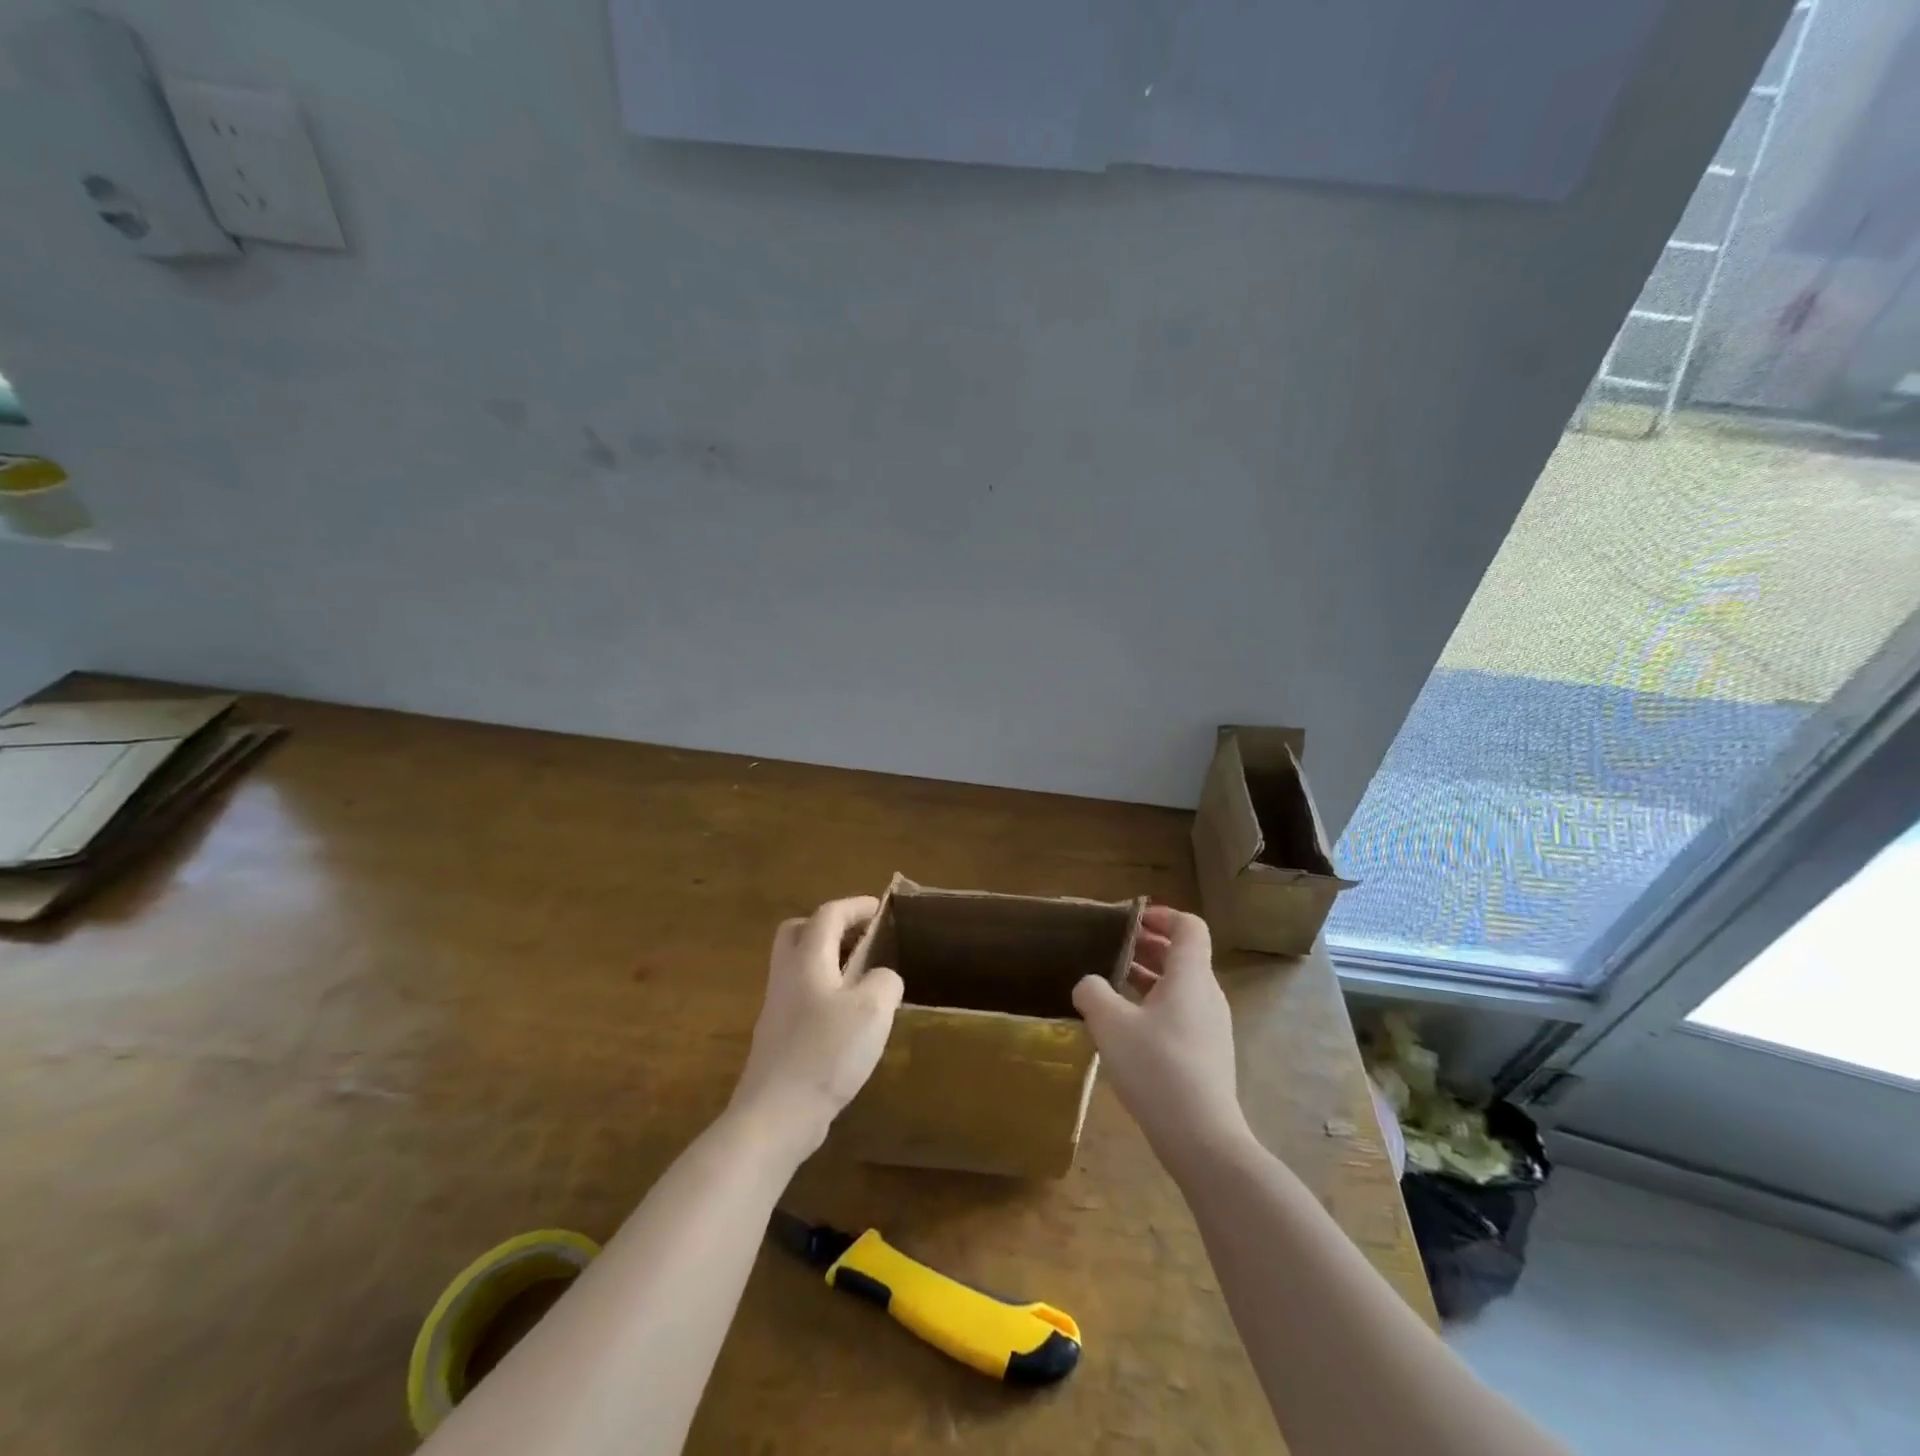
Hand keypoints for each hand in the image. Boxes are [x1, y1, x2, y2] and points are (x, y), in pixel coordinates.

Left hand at [729, 896, 904, 1157]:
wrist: (776, 1116)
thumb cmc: (826, 1053)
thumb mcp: (872, 1010)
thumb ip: (884, 981)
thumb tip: (882, 979)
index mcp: (807, 960)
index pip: (828, 914)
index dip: (855, 906)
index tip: (880, 909)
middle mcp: (786, 976)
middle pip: (799, 932)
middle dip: (829, 926)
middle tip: (860, 938)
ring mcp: (777, 1008)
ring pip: (798, 966)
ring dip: (827, 960)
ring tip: (862, 977)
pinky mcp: (778, 1038)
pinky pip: (800, 996)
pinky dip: (823, 990)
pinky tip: (847, 1017)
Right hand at [1073, 905, 1247, 1158]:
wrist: (1202, 1138)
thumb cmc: (1156, 1068)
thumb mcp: (1110, 1024)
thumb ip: (1093, 992)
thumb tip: (1088, 984)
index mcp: (1190, 976)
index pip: (1190, 926)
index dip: (1162, 915)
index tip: (1130, 920)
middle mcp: (1207, 994)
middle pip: (1183, 955)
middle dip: (1148, 945)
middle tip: (1112, 948)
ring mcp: (1211, 1027)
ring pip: (1180, 986)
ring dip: (1148, 977)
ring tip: (1111, 984)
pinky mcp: (1207, 1054)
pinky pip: (1181, 1013)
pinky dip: (1154, 1005)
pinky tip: (1126, 1027)